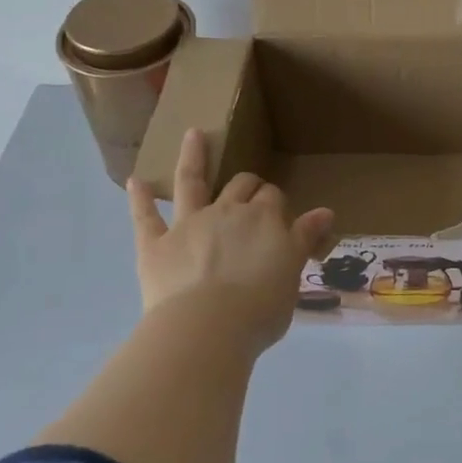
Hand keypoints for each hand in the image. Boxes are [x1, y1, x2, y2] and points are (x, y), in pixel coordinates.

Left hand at [125, 130, 334, 355]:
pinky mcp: (155, 246)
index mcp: (263, 219)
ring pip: (192, 183)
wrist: (208, 329)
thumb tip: (325, 211)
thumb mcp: (293, 272)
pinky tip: (136, 180)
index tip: (280, 218)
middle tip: (251, 192)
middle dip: (247, 184)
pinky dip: (140, 198)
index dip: (276, 203)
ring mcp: (188, 225)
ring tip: (193, 134)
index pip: (273, 198)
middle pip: (240, 186)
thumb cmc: (260, 308)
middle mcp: (227, 212)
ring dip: (193, 157)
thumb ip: (304, 238)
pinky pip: (146, 218)